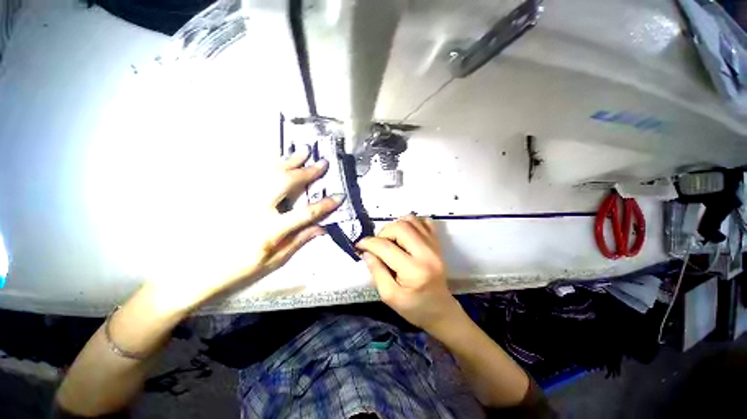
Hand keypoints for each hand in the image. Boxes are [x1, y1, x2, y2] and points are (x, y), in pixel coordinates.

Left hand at [150, 147, 343, 310]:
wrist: (193, 269)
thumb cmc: (237, 268)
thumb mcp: (273, 260)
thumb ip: (299, 241)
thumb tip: (322, 228)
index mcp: (270, 230)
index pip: (305, 213)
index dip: (325, 204)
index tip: (339, 196)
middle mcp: (255, 209)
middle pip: (286, 183)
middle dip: (307, 172)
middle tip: (322, 162)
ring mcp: (238, 197)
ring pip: (268, 172)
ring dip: (288, 161)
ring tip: (302, 151)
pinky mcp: (226, 192)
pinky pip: (247, 171)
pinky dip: (264, 161)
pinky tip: (274, 155)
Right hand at [356, 215, 462, 331]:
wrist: (441, 310)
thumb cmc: (414, 308)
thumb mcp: (389, 296)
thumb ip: (376, 272)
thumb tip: (367, 252)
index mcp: (414, 271)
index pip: (386, 247)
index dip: (369, 243)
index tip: (359, 245)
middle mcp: (426, 253)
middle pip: (400, 227)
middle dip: (383, 233)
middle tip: (378, 245)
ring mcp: (434, 245)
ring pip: (411, 220)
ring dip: (396, 226)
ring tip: (391, 240)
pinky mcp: (438, 242)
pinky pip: (424, 221)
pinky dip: (411, 224)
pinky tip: (406, 236)